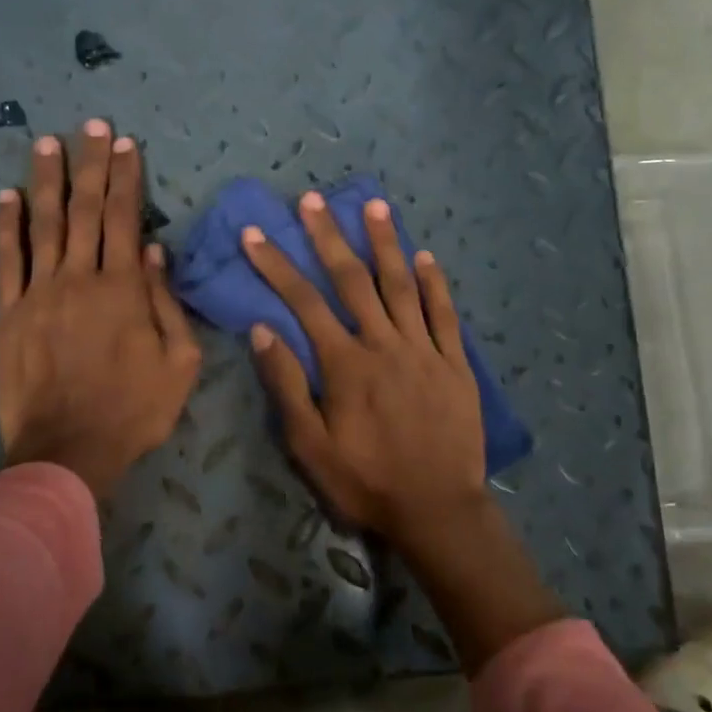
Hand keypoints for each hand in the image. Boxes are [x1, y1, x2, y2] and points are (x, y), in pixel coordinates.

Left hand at [0, 121, 200, 497]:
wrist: (69, 451)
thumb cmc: (134, 410)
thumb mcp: (179, 363)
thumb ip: (167, 304)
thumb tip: (155, 252)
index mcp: (124, 289)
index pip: (124, 219)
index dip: (126, 178)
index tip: (126, 144)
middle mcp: (79, 278)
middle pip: (84, 210)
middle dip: (91, 164)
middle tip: (92, 125)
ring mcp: (39, 293)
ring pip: (42, 224)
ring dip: (46, 180)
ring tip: (47, 142)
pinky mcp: (10, 314)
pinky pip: (6, 261)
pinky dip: (5, 227)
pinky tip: (5, 197)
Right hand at [238, 192, 489, 545]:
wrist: (437, 510)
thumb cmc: (366, 482)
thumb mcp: (310, 447)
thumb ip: (286, 386)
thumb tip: (263, 330)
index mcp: (345, 365)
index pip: (304, 303)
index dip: (276, 265)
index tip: (256, 233)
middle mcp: (384, 345)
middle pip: (352, 281)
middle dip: (329, 237)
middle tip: (313, 200)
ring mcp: (424, 350)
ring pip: (401, 286)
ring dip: (385, 243)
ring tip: (374, 205)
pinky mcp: (455, 363)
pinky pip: (445, 314)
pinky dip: (434, 284)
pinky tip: (425, 257)